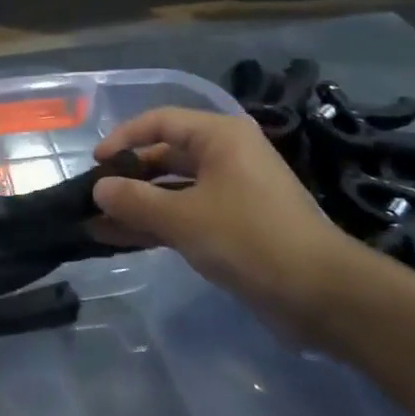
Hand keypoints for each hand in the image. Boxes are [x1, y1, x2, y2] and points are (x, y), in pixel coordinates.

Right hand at [91, 108, 363, 335]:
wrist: (320, 294)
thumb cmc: (249, 238)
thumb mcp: (184, 218)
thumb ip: (136, 200)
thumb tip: (99, 189)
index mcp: (220, 137)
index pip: (161, 121)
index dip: (125, 138)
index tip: (96, 163)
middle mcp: (226, 156)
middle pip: (166, 156)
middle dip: (128, 177)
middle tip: (93, 198)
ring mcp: (231, 192)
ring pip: (173, 190)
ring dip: (137, 206)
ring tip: (96, 223)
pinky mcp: (234, 225)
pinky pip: (186, 215)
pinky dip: (157, 225)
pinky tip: (122, 239)